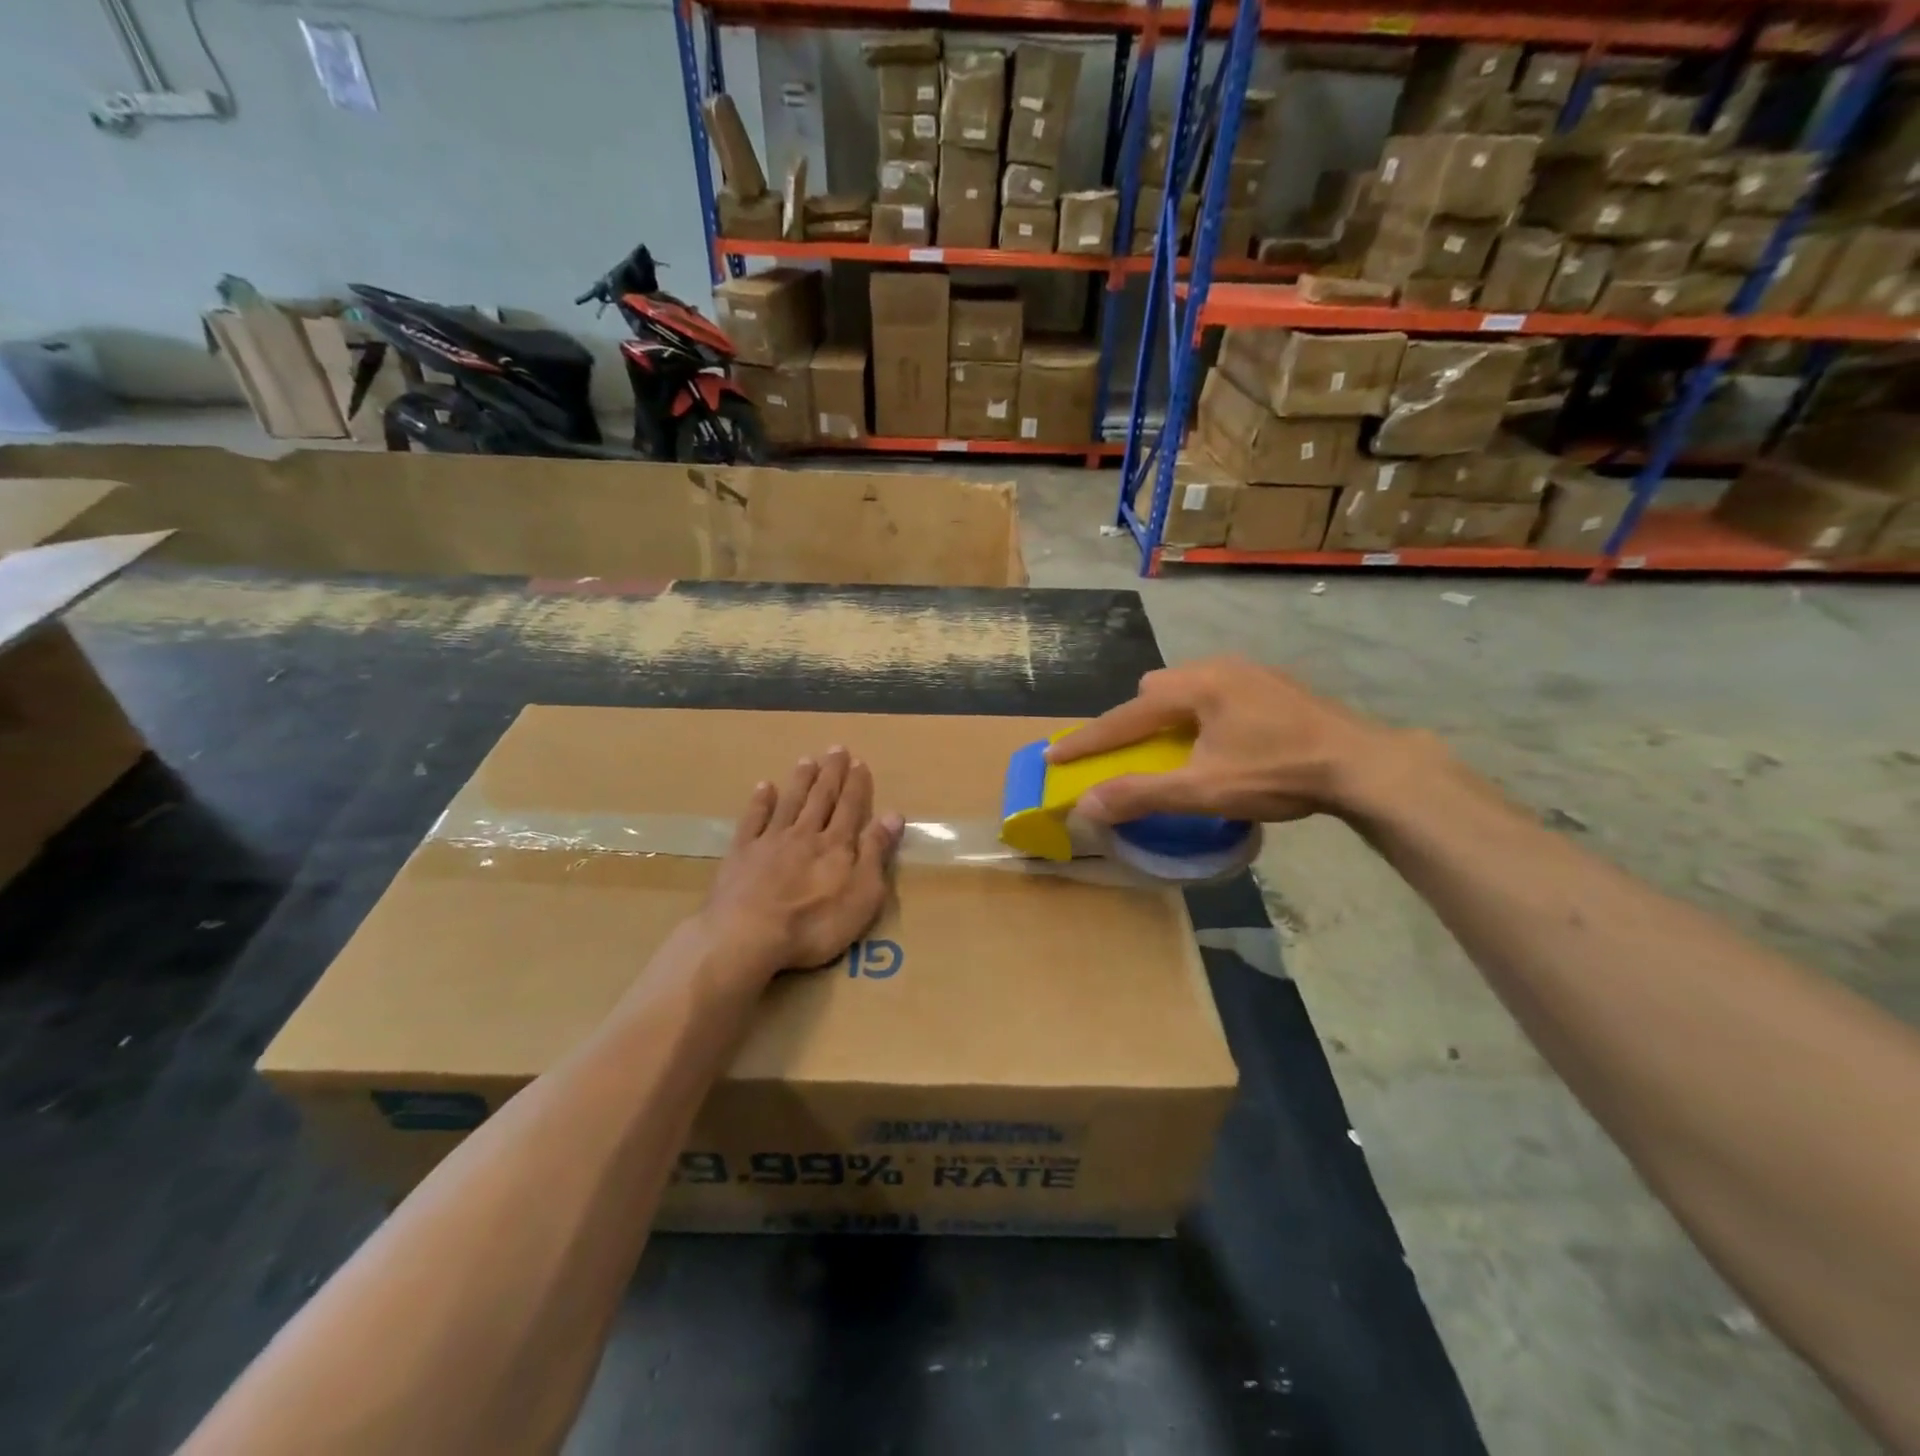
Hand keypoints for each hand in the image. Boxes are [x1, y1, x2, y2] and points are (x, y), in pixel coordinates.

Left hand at [700, 747, 903, 979]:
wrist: (748, 935)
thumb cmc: (814, 924)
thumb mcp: (862, 895)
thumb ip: (876, 853)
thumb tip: (894, 815)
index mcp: (836, 846)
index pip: (850, 808)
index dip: (856, 785)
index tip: (859, 762)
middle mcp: (805, 834)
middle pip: (821, 798)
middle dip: (831, 773)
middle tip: (836, 749)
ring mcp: (770, 841)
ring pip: (790, 802)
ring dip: (800, 781)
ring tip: (807, 760)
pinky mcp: (741, 854)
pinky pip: (753, 820)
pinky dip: (760, 802)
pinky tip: (764, 787)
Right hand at [1045, 657, 1412, 824]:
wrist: (1363, 764)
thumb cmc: (1277, 772)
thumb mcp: (1203, 789)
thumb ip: (1141, 795)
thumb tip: (1086, 805)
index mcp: (1195, 687)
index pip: (1125, 715)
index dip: (1088, 739)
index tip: (1053, 753)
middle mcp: (1217, 667)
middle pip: (1156, 689)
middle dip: (1136, 719)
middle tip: (1136, 753)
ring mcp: (1250, 672)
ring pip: (1189, 687)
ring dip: (1172, 715)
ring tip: (1181, 749)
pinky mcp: (1274, 684)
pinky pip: (1218, 692)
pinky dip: (1203, 714)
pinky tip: (1225, 741)